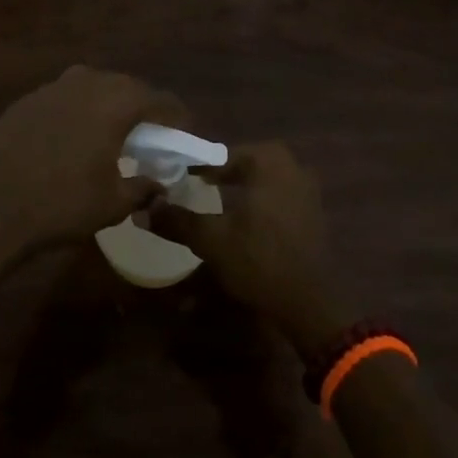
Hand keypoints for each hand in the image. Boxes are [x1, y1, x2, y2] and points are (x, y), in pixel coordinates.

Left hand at [0, 65, 186, 269]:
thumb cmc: (60, 204)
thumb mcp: (114, 203)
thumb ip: (144, 188)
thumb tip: (159, 183)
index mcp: (115, 102)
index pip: (160, 100)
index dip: (178, 117)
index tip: (186, 134)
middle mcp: (87, 83)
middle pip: (128, 87)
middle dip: (144, 108)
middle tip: (152, 134)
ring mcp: (52, 88)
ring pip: (95, 87)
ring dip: (111, 105)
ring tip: (114, 133)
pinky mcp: (27, 100)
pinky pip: (67, 97)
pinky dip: (81, 110)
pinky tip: (75, 137)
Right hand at [154, 141, 351, 356]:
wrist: (307, 303)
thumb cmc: (258, 261)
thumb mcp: (210, 240)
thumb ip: (177, 220)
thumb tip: (144, 209)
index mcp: (269, 162)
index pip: (223, 154)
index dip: (198, 166)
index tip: (178, 176)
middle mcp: (292, 167)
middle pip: (247, 161)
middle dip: (223, 171)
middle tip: (198, 185)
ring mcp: (307, 189)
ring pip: (265, 177)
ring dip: (242, 185)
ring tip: (217, 200)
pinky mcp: (313, 212)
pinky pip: (279, 194)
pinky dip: (260, 201)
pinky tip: (244, 220)